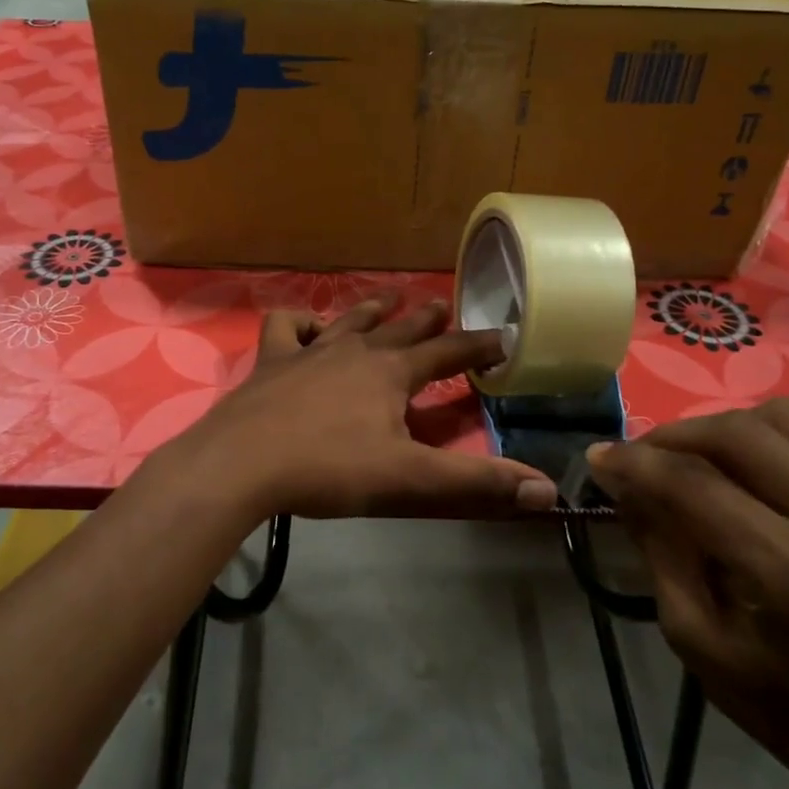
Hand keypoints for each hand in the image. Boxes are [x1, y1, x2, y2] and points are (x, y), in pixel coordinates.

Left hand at [169, 293, 557, 519]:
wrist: (242, 463)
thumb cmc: (330, 469)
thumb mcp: (410, 480)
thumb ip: (476, 483)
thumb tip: (546, 490)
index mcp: (392, 373)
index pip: (448, 353)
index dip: (478, 345)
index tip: (503, 335)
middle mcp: (355, 351)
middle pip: (400, 328)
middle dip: (426, 319)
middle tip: (443, 305)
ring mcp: (309, 351)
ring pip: (349, 320)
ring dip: (373, 308)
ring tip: (389, 298)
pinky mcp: (271, 362)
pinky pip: (286, 327)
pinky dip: (299, 322)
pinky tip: (307, 330)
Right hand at [588, 398, 788, 788]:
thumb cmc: (778, 702)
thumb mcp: (693, 637)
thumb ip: (657, 548)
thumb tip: (620, 479)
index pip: (695, 485)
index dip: (634, 463)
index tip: (597, 457)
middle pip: (739, 435)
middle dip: (673, 436)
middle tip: (641, 458)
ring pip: (783, 417)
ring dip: (725, 427)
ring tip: (698, 457)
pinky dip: (781, 431)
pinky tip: (758, 461)